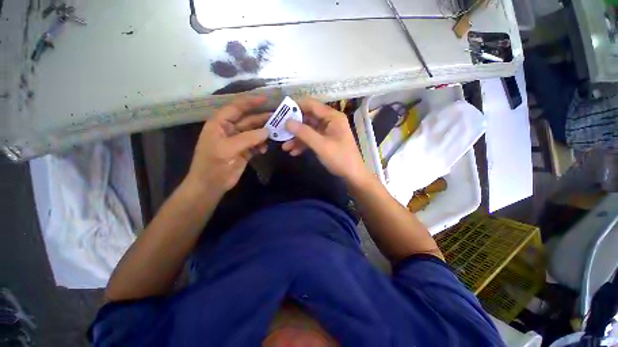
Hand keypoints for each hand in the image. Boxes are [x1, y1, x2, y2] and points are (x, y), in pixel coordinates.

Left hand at [185, 96, 269, 196]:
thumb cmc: (213, 165)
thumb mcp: (228, 148)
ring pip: (254, 132)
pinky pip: (256, 144)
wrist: (211, 185)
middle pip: (248, 119)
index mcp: (220, 123)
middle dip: (262, 118)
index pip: (236, 107)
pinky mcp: (245, 151)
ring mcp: (238, 141)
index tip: (266, 99)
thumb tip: (268, 131)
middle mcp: (230, 129)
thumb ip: (248, 138)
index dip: (250, 102)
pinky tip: (265, 149)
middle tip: (278, 117)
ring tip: (276, 133)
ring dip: (264, 133)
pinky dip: (262, 145)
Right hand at [283, 98, 369, 185]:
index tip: (281, 112)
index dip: (295, 106)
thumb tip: (287, 122)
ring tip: (284, 147)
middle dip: (294, 126)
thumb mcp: (321, 145)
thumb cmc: (340, 158)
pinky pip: (311, 139)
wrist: (352, 175)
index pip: (311, 105)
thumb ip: (304, 133)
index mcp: (332, 117)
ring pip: (308, 130)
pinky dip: (303, 144)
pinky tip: (293, 152)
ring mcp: (327, 131)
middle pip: (308, 118)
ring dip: (296, 138)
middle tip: (279, 131)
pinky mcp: (325, 141)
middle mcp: (329, 121)